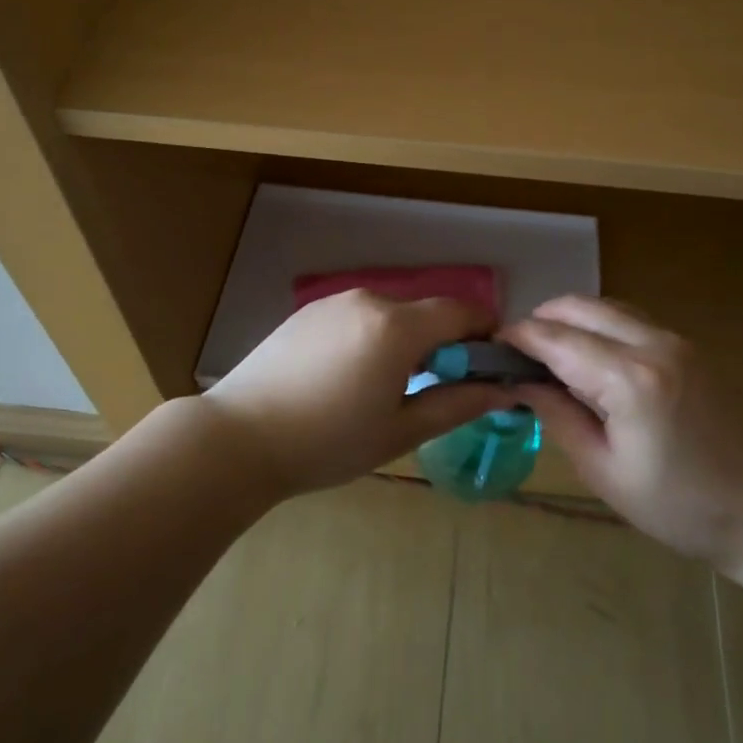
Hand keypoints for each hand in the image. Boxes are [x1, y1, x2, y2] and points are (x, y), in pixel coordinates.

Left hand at [202, 290, 515, 495]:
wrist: (238, 437)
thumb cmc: (327, 442)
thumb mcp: (400, 431)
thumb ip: (457, 404)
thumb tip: (504, 390)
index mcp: (396, 327)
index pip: (461, 312)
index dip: (484, 333)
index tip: (490, 364)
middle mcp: (369, 300)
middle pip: (425, 314)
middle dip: (443, 343)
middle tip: (438, 388)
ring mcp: (333, 302)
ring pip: (390, 315)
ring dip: (405, 342)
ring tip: (387, 389)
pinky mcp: (308, 312)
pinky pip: (357, 318)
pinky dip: (371, 338)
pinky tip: (348, 378)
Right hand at [501, 296, 742, 571]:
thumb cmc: (678, 508)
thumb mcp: (604, 471)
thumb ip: (557, 415)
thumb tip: (519, 381)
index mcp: (629, 379)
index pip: (555, 338)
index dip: (516, 339)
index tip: (489, 350)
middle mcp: (652, 344)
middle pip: (578, 306)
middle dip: (540, 321)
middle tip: (517, 357)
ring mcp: (675, 339)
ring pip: (604, 306)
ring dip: (569, 321)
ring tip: (549, 359)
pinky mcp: (688, 346)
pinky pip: (629, 319)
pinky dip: (598, 327)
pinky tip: (590, 361)